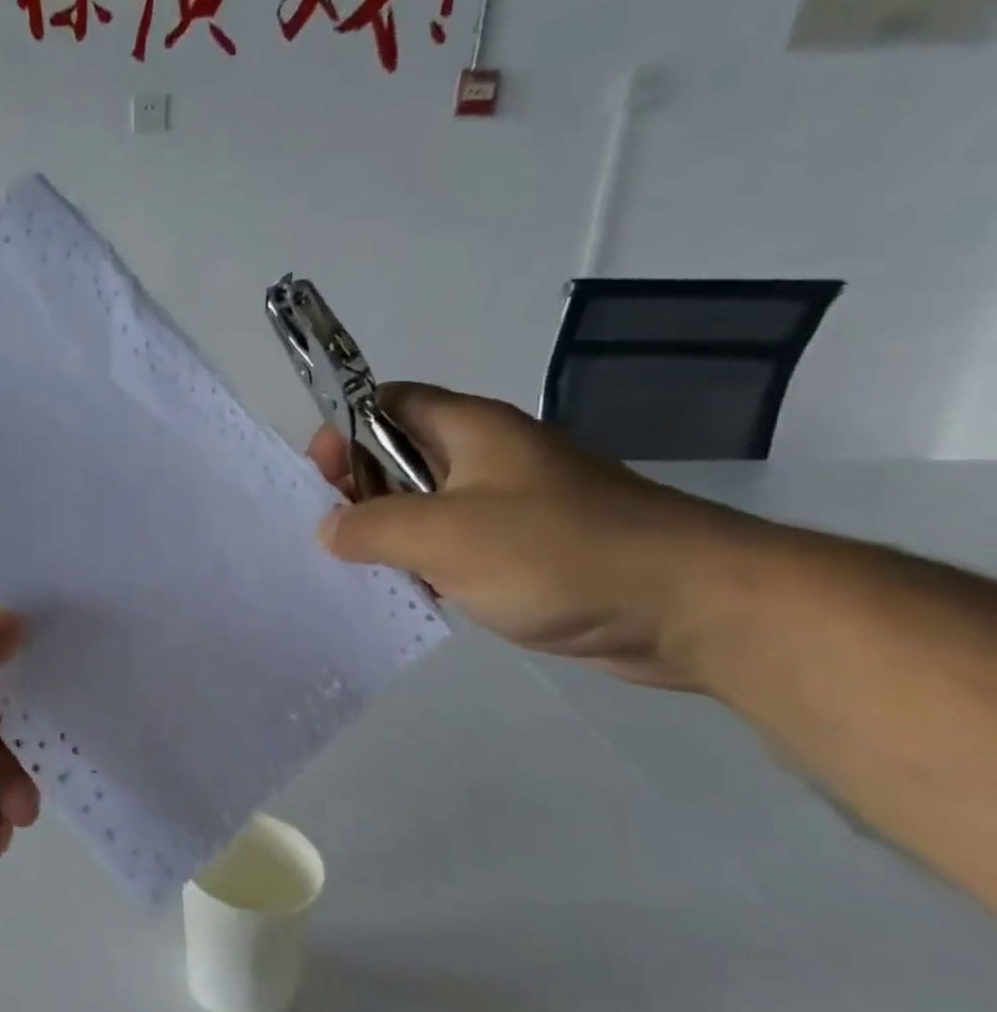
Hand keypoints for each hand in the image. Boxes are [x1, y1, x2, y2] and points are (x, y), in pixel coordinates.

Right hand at [310, 385, 755, 688]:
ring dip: (390, 536)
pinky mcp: (525, 549)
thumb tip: (328, 530)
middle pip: (397, 455)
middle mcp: (486, 457)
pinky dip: (425, 566)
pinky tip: (416, 596)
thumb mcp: (444, 535)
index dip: (342, 432)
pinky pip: (454, 546)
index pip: (382, 404)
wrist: (691, 607)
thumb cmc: (559, 553)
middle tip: (339, 538)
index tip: (321, 483)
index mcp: (468, 429)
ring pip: (423, 506)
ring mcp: (507, 504)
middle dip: (358, 492)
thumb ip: (372, 527)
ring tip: (369, 573)